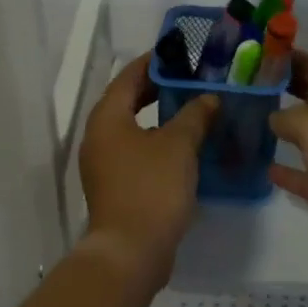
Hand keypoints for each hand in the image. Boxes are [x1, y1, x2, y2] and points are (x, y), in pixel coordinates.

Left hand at [77, 55, 218, 286]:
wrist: (130, 252)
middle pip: (128, 101)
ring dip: (161, 117)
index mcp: (107, 117)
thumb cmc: (151, 188)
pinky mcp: (115, 186)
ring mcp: (104, 164)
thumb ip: (195, 114)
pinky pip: (137, 152)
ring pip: (134, 128)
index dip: (155, 62)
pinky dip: (158, 142)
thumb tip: (208, 98)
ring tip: (194, 109)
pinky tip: (186, 146)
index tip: (181, 53)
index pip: (129, 76)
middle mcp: (99, 136)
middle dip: (159, 89)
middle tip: (193, 79)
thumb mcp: (179, 145)